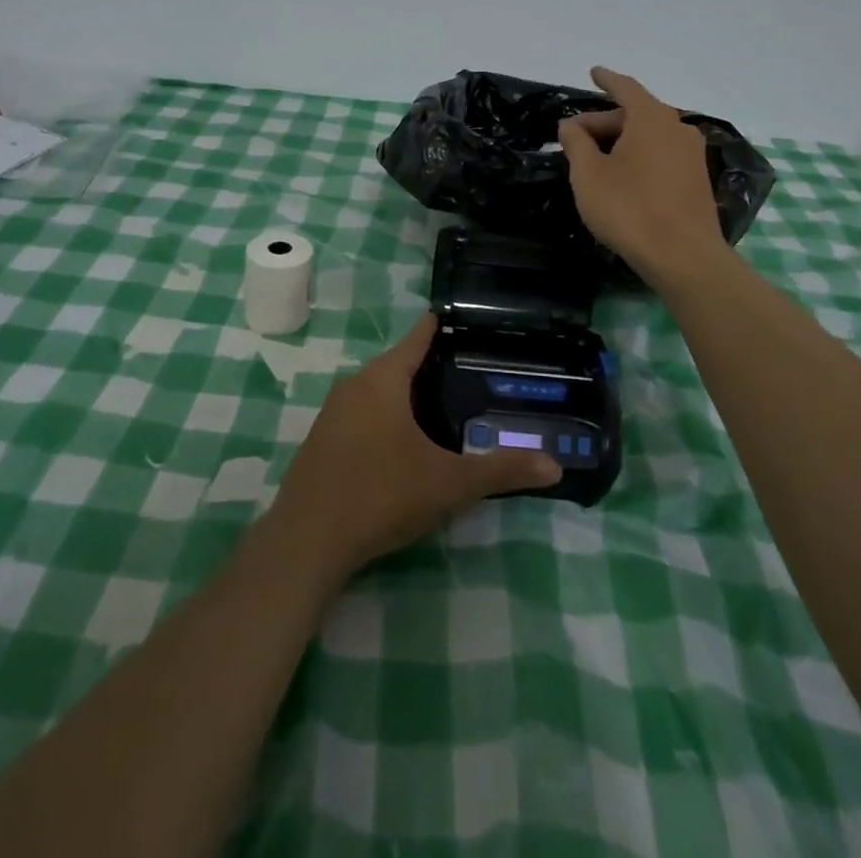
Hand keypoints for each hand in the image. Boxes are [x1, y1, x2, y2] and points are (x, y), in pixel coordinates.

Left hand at [268, 316, 559, 578]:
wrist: (307, 541)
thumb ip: (500, 471)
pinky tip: (398, 443)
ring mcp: (331, 414)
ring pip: (375, 391)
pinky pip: (359, 415)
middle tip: (464, 373)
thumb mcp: (448, 483)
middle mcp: (354, 386)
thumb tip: (554, 467)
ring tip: (437, 407)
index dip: (437, 327)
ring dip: (402, 394)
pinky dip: (382, 417)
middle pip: (395, 364)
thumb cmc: (381, 494)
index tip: (457, 319)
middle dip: (426, 366)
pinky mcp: (320, 441)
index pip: (416, 339)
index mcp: (383, 381)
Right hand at [557, 66, 725, 286]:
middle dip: (604, 122)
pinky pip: (662, 155)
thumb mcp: (588, 175)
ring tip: (596, 159)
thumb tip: (571, 125)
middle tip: (575, 138)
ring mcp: (693, 155)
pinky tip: (623, 177)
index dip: (606, 80)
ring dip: (622, 142)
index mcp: (651, 118)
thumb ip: (577, 143)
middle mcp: (678, 128)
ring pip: (650, 136)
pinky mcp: (698, 180)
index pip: (625, 88)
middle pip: (636, 114)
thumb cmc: (629, 208)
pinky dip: (639, 156)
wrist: (683, 256)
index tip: (593, 72)